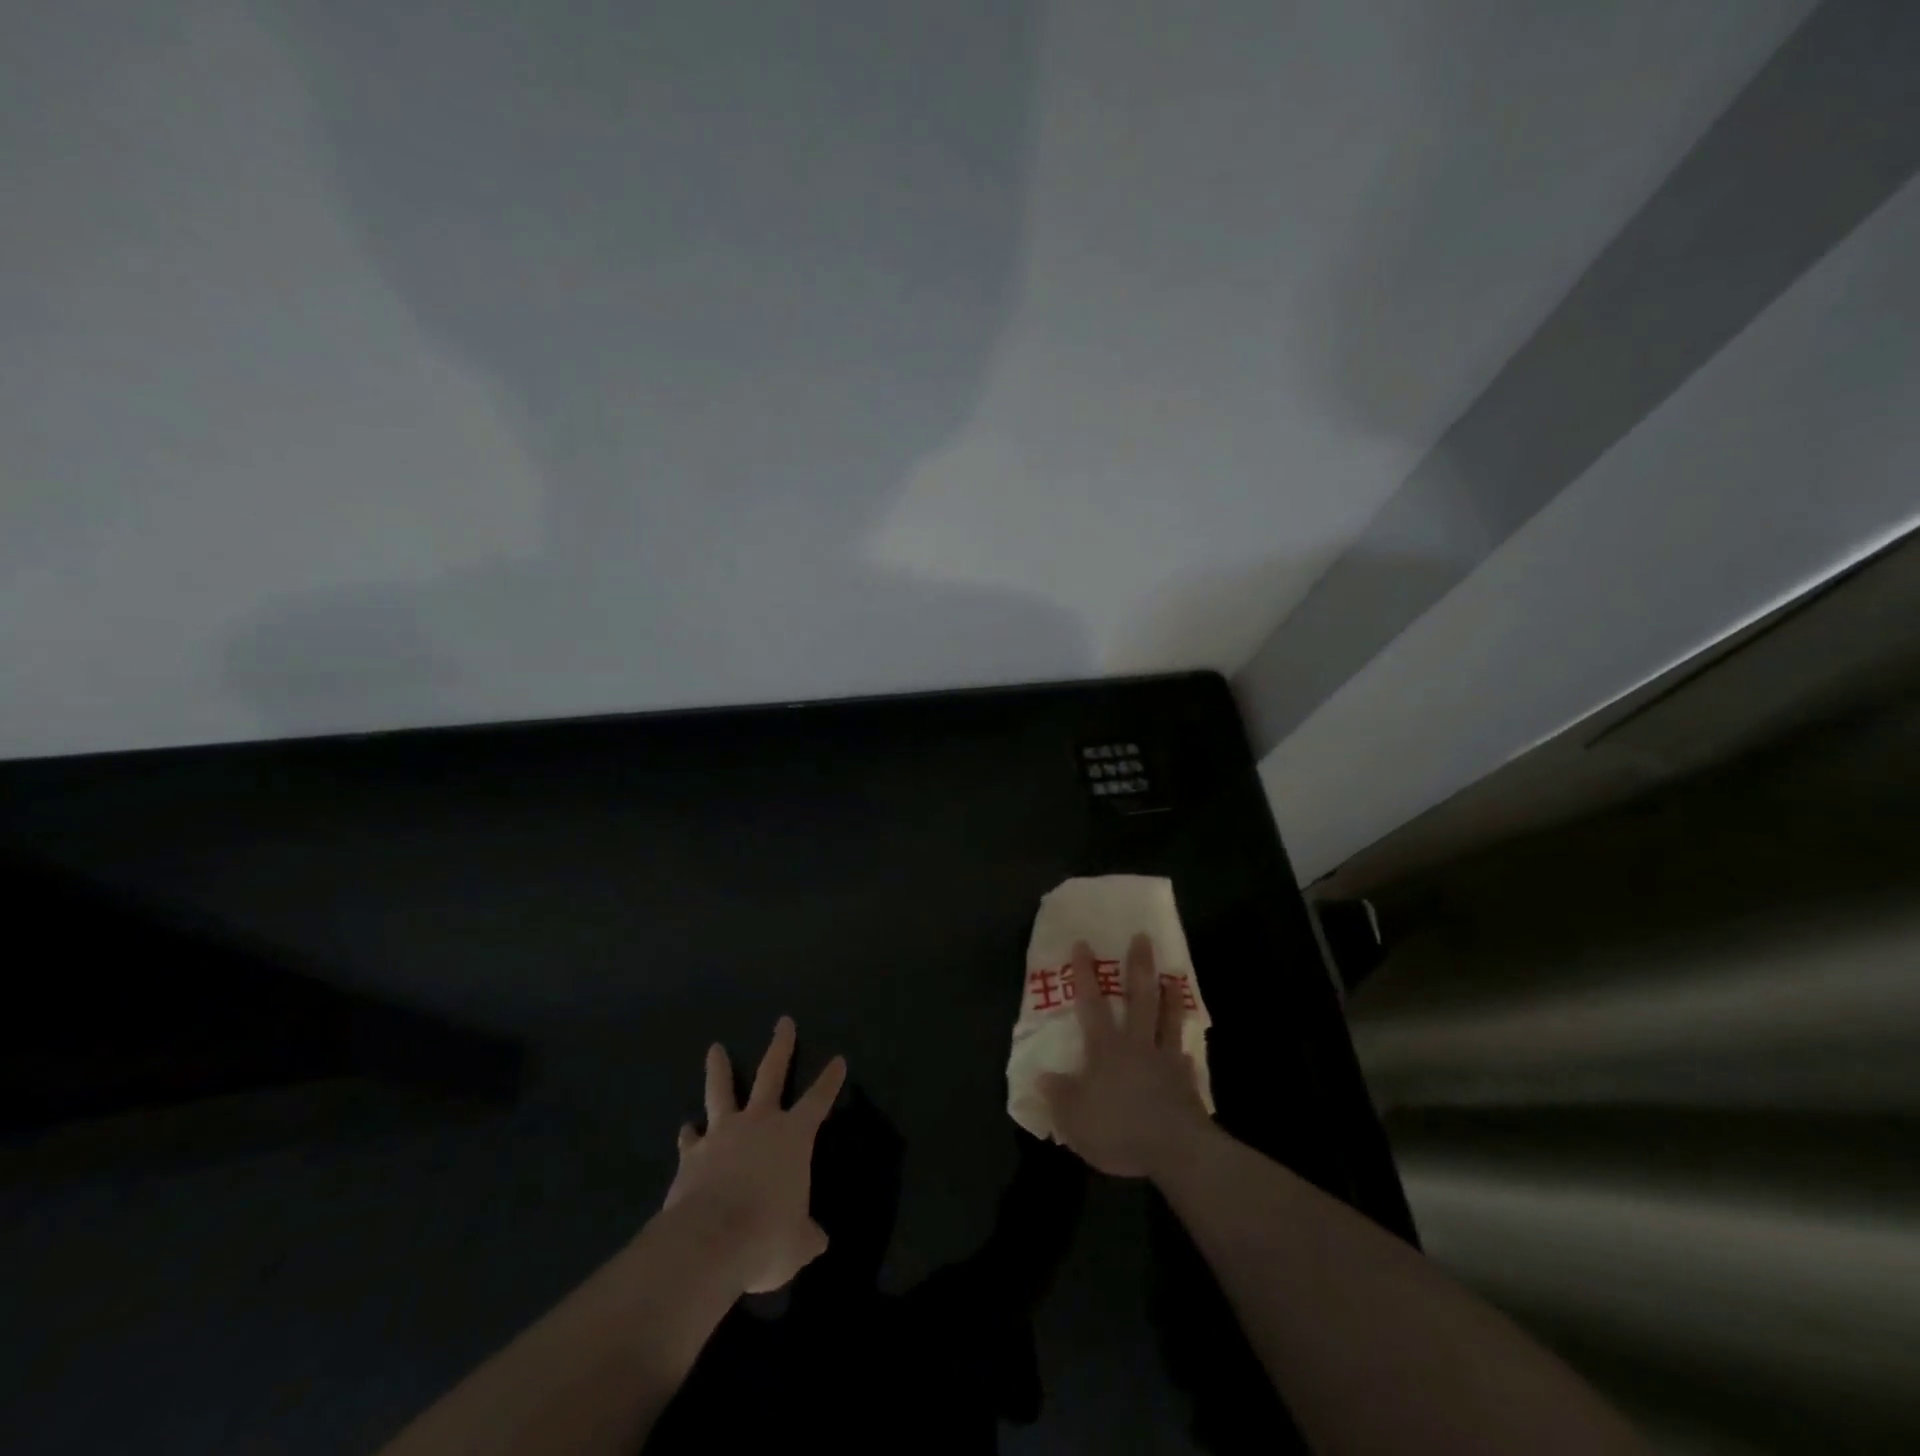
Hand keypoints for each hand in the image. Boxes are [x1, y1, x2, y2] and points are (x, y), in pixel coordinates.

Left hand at [662, 1017, 845, 1294]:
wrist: (708, 1243)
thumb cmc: (765, 1236)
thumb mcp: (797, 1244)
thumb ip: (806, 1235)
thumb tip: (816, 1239)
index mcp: (793, 1136)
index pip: (818, 1099)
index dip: (830, 1080)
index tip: (838, 1059)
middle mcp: (760, 1123)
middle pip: (771, 1074)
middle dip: (781, 1046)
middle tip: (783, 1022)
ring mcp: (722, 1134)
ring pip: (721, 1091)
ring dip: (719, 1069)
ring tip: (714, 1048)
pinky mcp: (691, 1156)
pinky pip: (691, 1139)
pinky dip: (689, 1134)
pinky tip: (685, 1129)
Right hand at [1039, 935, 1211, 1179]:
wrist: (1177, 1151)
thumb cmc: (1119, 1130)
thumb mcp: (1075, 1119)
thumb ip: (1059, 1095)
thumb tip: (1043, 1075)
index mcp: (1106, 1048)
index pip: (1092, 1003)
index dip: (1085, 974)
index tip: (1083, 944)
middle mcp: (1137, 1044)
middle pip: (1139, 997)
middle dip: (1139, 966)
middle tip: (1143, 937)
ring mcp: (1166, 1060)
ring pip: (1168, 1018)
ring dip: (1169, 995)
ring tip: (1172, 976)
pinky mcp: (1187, 1081)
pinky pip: (1185, 1057)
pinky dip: (1185, 1048)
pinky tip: (1187, 1048)